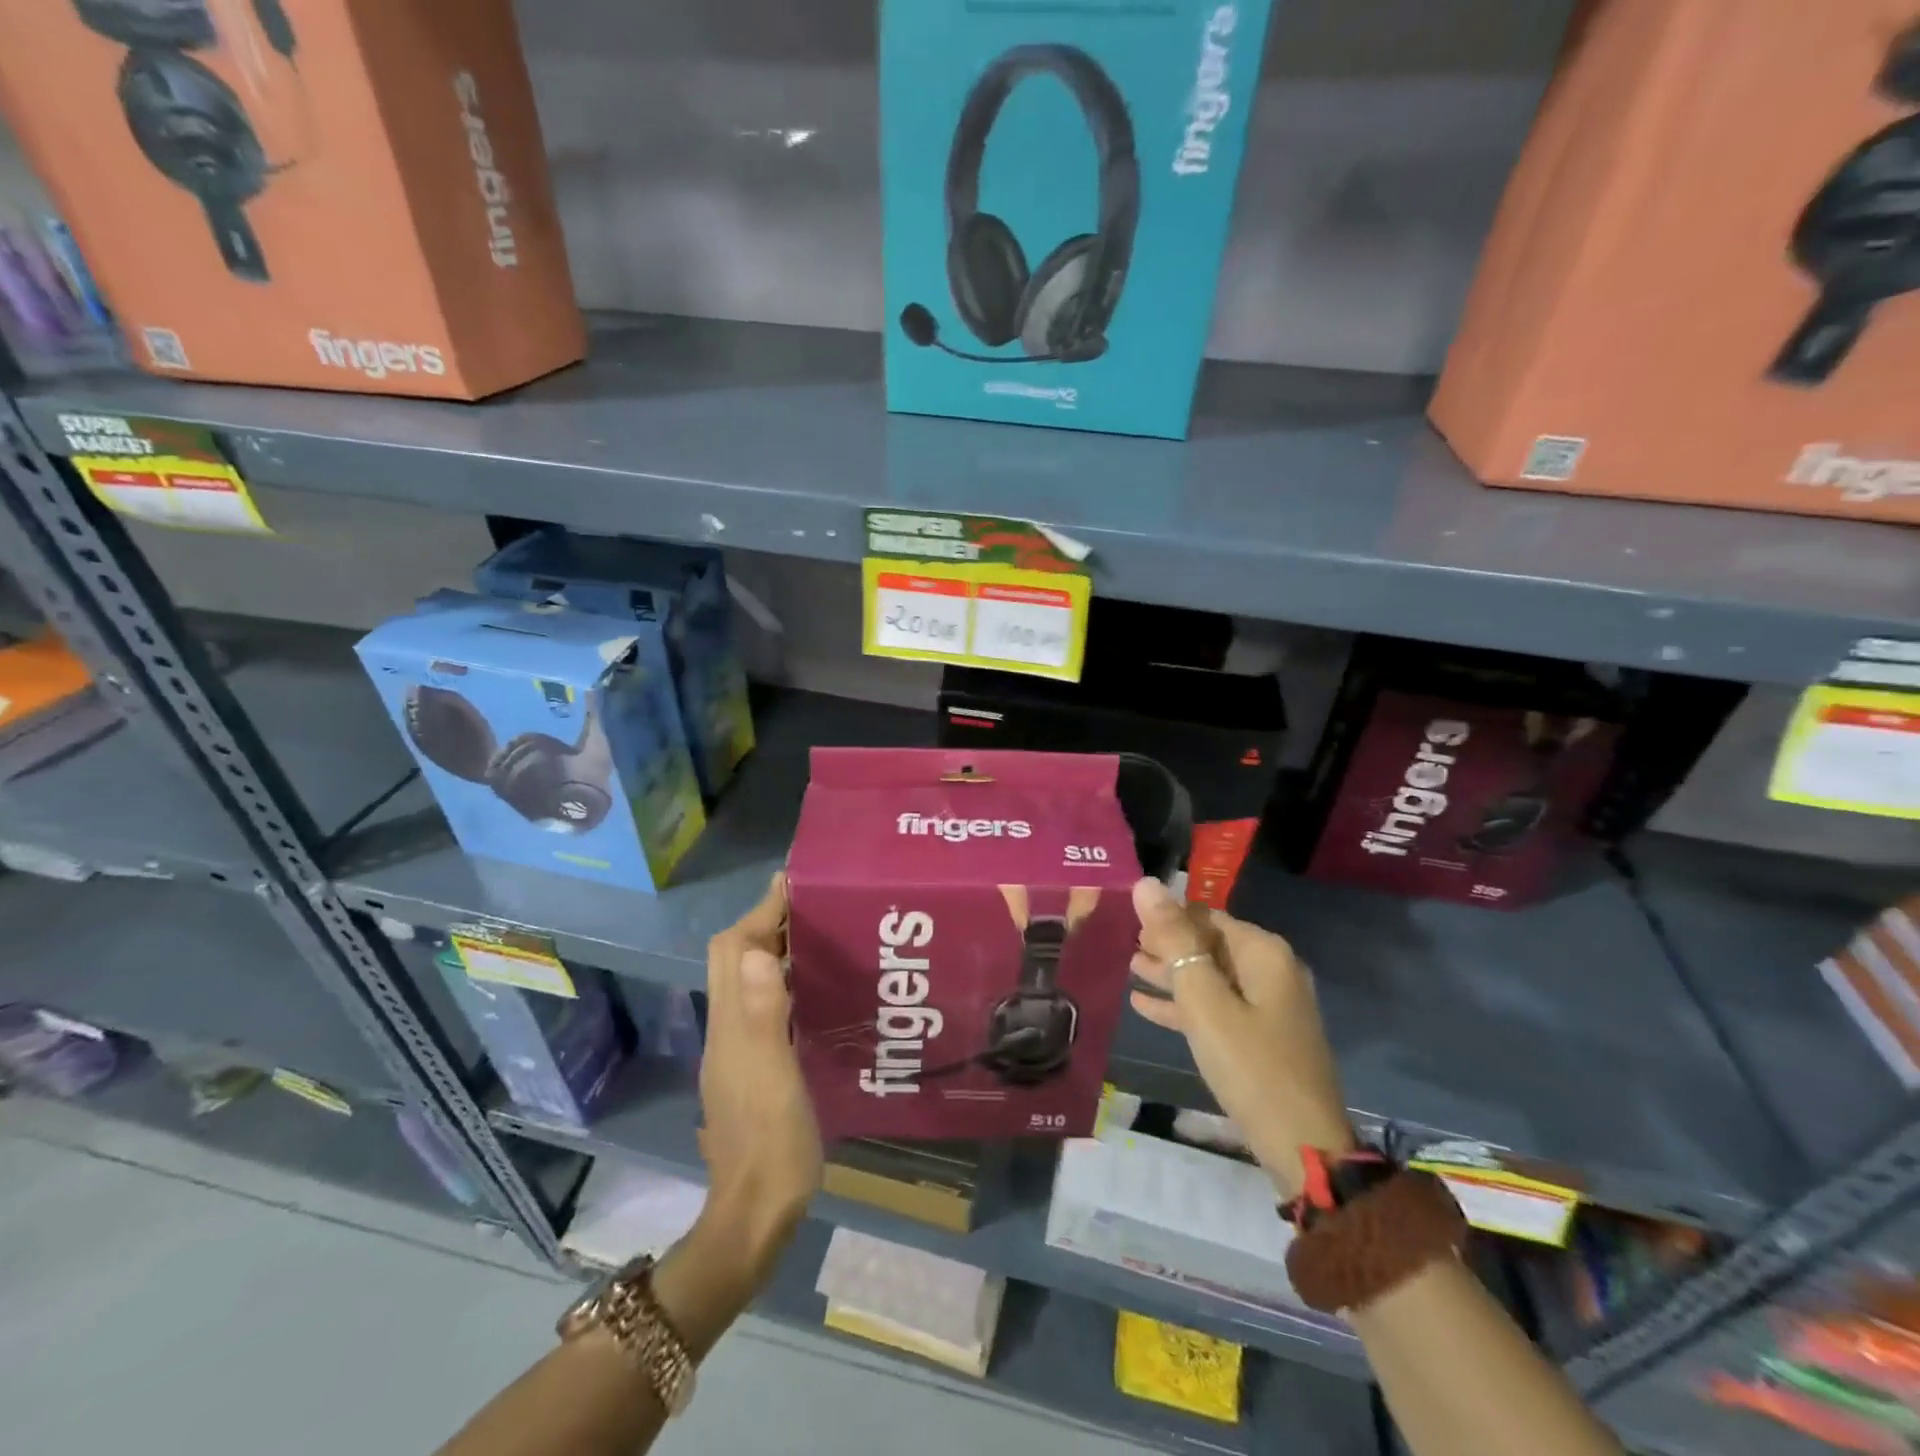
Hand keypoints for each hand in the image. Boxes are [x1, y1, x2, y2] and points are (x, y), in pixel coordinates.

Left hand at [698, 872, 820, 1265]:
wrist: (754, 1218)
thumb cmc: (771, 1144)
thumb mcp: (774, 1077)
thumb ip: (763, 1014)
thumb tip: (755, 948)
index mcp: (731, 1025)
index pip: (734, 949)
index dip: (761, 912)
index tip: (793, 882)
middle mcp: (728, 1030)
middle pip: (733, 959)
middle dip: (764, 923)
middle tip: (810, 906)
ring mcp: (737, 1052)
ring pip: (746, 981)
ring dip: (772, 950)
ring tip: (816, 936)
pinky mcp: (753, 1069)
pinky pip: (762, 1005)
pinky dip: (780, 982)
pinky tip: (812, 990)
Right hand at [1129, 877, 1353, 1196]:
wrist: (1303, 1149)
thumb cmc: (1250, 1066)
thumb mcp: (1205, 1000)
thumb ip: (1174, 941)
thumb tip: (1146, 883)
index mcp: (1263, 952)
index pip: (1204, 914)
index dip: (1165, 915)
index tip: (1125, 918)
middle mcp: (1270, 970)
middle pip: (1208, 943)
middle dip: (1166, 944)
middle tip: (1121, 943)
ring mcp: (1268, 1006)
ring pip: (1210, 977)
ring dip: (1171, 973)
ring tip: (1128, 967)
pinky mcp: (1262, 1037)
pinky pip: (1217, 1008)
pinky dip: (1184, 1005)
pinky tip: (1144, 1005)